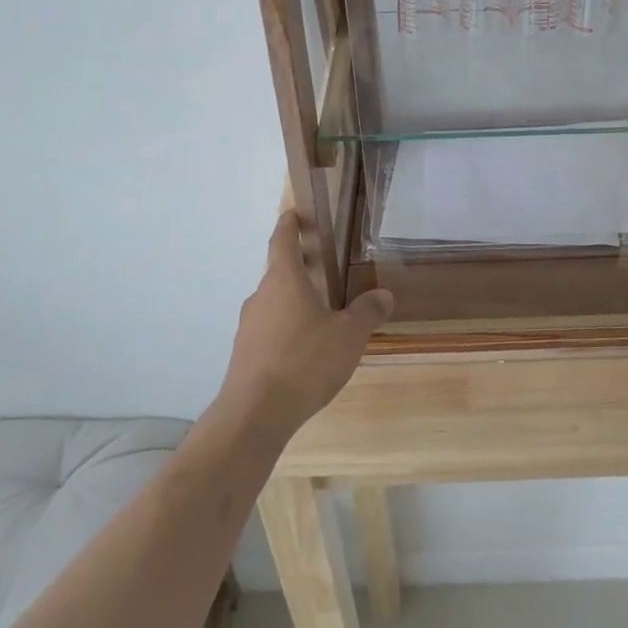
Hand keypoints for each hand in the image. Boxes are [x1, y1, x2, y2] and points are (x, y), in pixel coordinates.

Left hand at [219, 212, 393, 436]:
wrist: (255, 413)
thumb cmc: (305, 361)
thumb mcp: (349, 336)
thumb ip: (367, 312)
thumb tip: (383, 294)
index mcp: (284, 281)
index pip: (282, 241)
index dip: (289, 225)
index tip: (293, 213)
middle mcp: (261, 297)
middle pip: (278, 273)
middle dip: (299, 267)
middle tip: (322, 267)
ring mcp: (248, 326)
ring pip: (273, 303)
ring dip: (293, 301)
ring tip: (321, 313)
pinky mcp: (244, 354)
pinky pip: (268, 330)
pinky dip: (286, 329)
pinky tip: (305, 350)